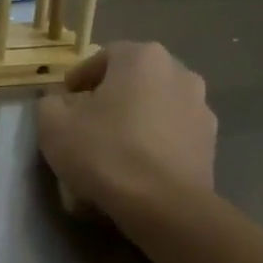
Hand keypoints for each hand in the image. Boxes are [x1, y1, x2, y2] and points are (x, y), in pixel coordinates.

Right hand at [35, 42, 215, 224]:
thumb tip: (63, 102)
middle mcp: (179, 73)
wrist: (162, 205)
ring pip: (154, 108)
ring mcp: (201, 109)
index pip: (103, 57)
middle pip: (133, 81)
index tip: (63, 104)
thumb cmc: (103, 152)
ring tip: (112, 150)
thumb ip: (52, 102)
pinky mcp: (210, 144)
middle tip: (85, 125)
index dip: (79, 79)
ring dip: (134, 121)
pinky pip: (171, 134)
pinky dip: (153, 144)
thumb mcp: (53, 123)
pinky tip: (135, 169)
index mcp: (143, 58)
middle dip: (109, 98)